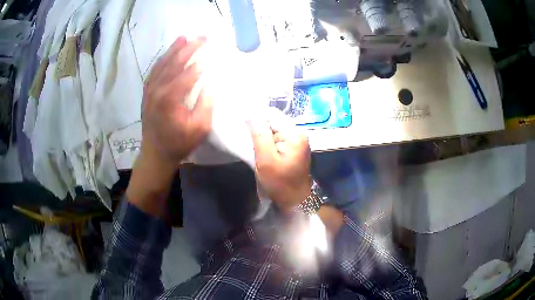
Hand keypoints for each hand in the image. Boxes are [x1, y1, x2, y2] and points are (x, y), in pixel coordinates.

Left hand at [141, 36, 212, 166]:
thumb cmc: (179, 143)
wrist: (155, 154)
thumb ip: (206, 104)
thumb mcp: (199, 128)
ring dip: (173, 50)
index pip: (188, 74)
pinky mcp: (146, 93)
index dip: (200, 62)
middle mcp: (157, 90)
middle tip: (202, 37)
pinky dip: (161, 61)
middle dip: (189, 49)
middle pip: (174, 63)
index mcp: (170, 98)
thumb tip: (210, 84)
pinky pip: (153, 72)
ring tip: (183, 38)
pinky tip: (167, 54)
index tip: (211, 52)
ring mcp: (149, 91)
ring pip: (162, 65)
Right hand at [248, 108, 311, 212]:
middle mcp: (298, 133)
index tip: (243, 128)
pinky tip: (261, 150)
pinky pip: (278, 138)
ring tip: (253, 146)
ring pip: (274, 129)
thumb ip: (260, 135)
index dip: (256, 118)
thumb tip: (251, 113)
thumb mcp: (266, 160)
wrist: (295, 201)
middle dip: (259, 129)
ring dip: (262, 136)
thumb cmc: (280, 183)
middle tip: (247, 140)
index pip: (272, 114)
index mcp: (294, 134)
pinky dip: (268, 142)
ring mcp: (297, 140)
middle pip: (273, 121)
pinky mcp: (294, 148)